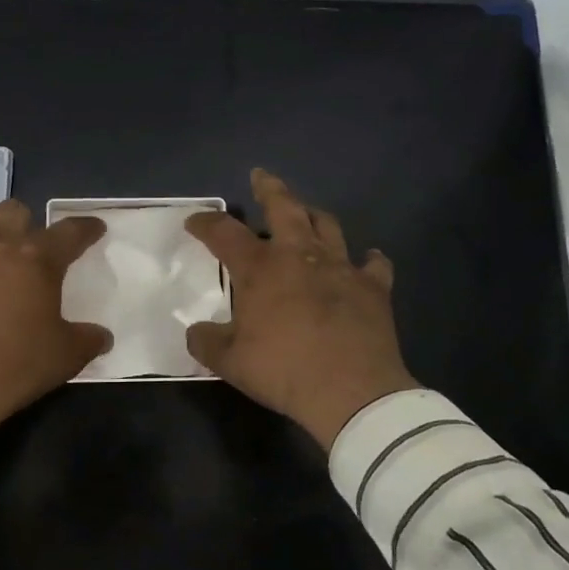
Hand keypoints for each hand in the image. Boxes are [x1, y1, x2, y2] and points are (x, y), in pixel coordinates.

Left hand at [0, 199, 111, 455]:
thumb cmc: (14, 366)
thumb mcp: (65, 357)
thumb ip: (88, 339)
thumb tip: (102, 337)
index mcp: (36, 259)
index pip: (70, 231)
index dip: (86, 228)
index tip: (94, 229)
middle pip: (14, 211)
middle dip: (26, 223)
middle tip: (29, 249)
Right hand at [185, 169, 416, 449]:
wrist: (351, 392)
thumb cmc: (283, 371)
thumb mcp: (229, 363)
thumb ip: (206, 342)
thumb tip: (195, 332)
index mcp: (260, 269)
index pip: (224, 233)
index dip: (205, 223)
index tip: (194, 222)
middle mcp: (300, 255)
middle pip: (284, 207)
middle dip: (269, 188)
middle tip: (261, 177)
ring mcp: (341, 267)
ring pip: (328, 225)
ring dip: (314, 216)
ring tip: (307, 213)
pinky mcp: (373, 287)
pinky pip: (374, 264)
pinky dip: (368, 260)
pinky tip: (367, 259)